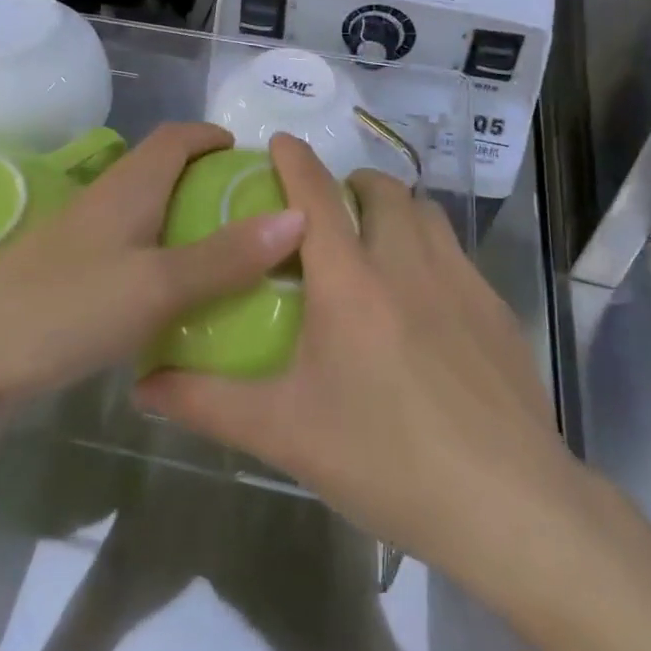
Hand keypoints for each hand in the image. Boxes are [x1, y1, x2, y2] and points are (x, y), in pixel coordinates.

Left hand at [0, 124, 304, 410]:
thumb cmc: (64, 309)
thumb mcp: (156, 285)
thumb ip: (225, 255)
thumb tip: (299, 215)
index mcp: (128, 188)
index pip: (177, 137)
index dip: (215, 137)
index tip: (255, 161)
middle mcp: (104, 203)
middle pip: (163, 173)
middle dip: (209, 184)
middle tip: (255, 219)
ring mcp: (81, 241)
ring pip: (146, 216)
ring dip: (186, 225)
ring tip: (229, 260)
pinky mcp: (67, 278)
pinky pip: (129, 253)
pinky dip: (161, 261)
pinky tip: (176, 301)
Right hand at [137, 134, 582, 586]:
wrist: (508, 508)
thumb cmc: (385, 461)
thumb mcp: (283, 434)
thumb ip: (207, 402)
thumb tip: (142, 385)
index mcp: (350, 282)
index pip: (315, 194)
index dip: (294, 159)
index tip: (278, 142)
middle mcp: (407, 263)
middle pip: (380, 190)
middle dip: (349, 183)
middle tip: (326, 214)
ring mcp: (461, 282)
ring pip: (424, 213)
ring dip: (394, 209)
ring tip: (374, 243)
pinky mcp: (496, 310)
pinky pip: (456, 253)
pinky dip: (429, 249)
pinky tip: (424, 302)